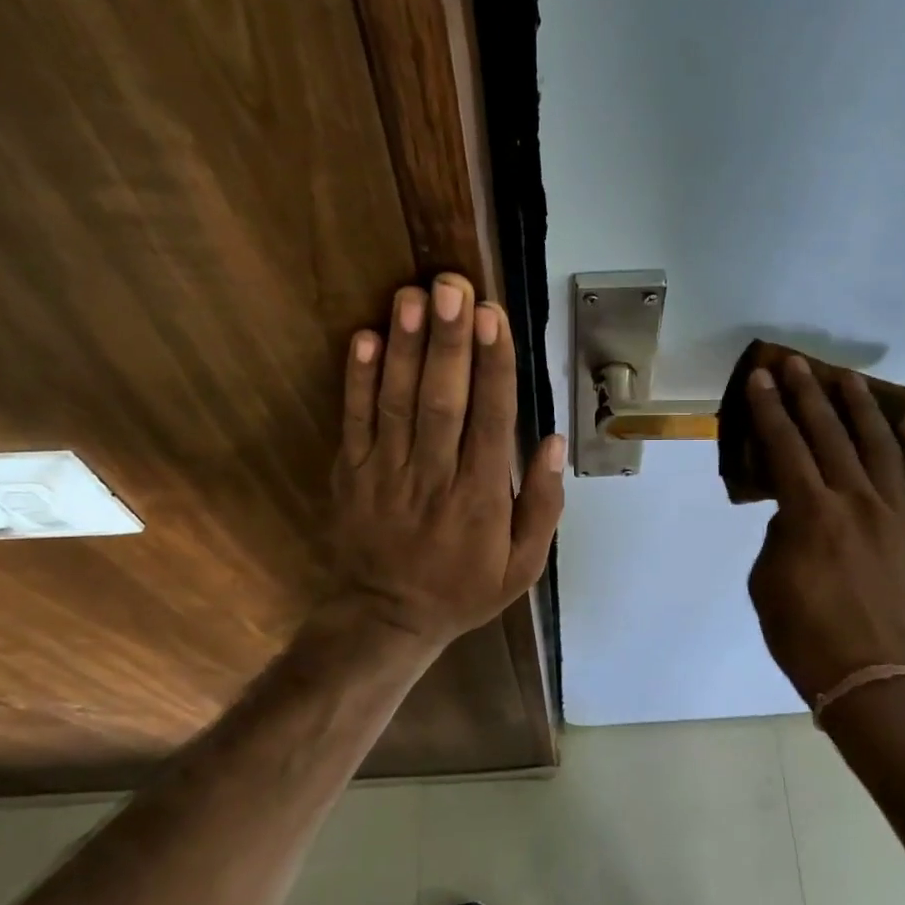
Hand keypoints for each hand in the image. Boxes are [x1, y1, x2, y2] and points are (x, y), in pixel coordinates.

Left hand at [327, 273, 565, 652]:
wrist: (386, 619)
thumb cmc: (463, 588)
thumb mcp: (523, 566)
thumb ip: (543, 506)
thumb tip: (555, 442)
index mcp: (481, 498)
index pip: (491, 420)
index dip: (493, 366)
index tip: (493, 317)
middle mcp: (434, 477)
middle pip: (443, 400)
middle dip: (449, 341)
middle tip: (454, 286)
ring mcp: (386, 473)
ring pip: (397, 402)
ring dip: (406, 347)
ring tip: (413, 295)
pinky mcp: (349, 474)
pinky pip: (353, 422)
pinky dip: (357, 380)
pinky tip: (366, 337)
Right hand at [744, 357, 904, 705]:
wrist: (873, 679)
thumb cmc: (805, 637)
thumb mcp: (766, 583)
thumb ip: (779, 536)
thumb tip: (796, 514)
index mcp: (810, 514)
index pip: (785, 447)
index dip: (770, 410)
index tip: (761, 379)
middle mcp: (856, 502)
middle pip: (830, 435)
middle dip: (809, 395)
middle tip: (797, 365)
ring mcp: (897, 515)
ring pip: (882, 446)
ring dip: (862, 408)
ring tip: (848, 379)